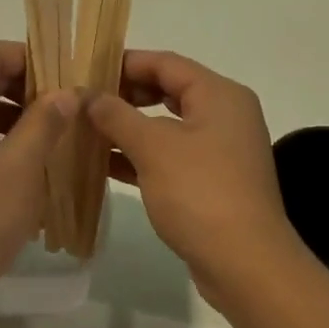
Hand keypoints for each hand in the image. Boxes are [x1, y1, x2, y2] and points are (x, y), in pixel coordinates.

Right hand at [87, 50, 303, 314]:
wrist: (246, 265)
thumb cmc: (200, 193)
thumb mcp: (153, 147)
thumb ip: (116, 115)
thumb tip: (87, 95)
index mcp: (218, 94)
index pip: (165, 63)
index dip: (124, 63)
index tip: (85, 70)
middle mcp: (224, 115)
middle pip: (167, 90)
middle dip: (124, 95)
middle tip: (83, 100)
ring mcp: (219, 150)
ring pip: (166, 125)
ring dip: (127, 127)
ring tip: (85, 129)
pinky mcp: (211, 181)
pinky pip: (170, 155)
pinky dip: (140, 155)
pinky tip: (104, 163)